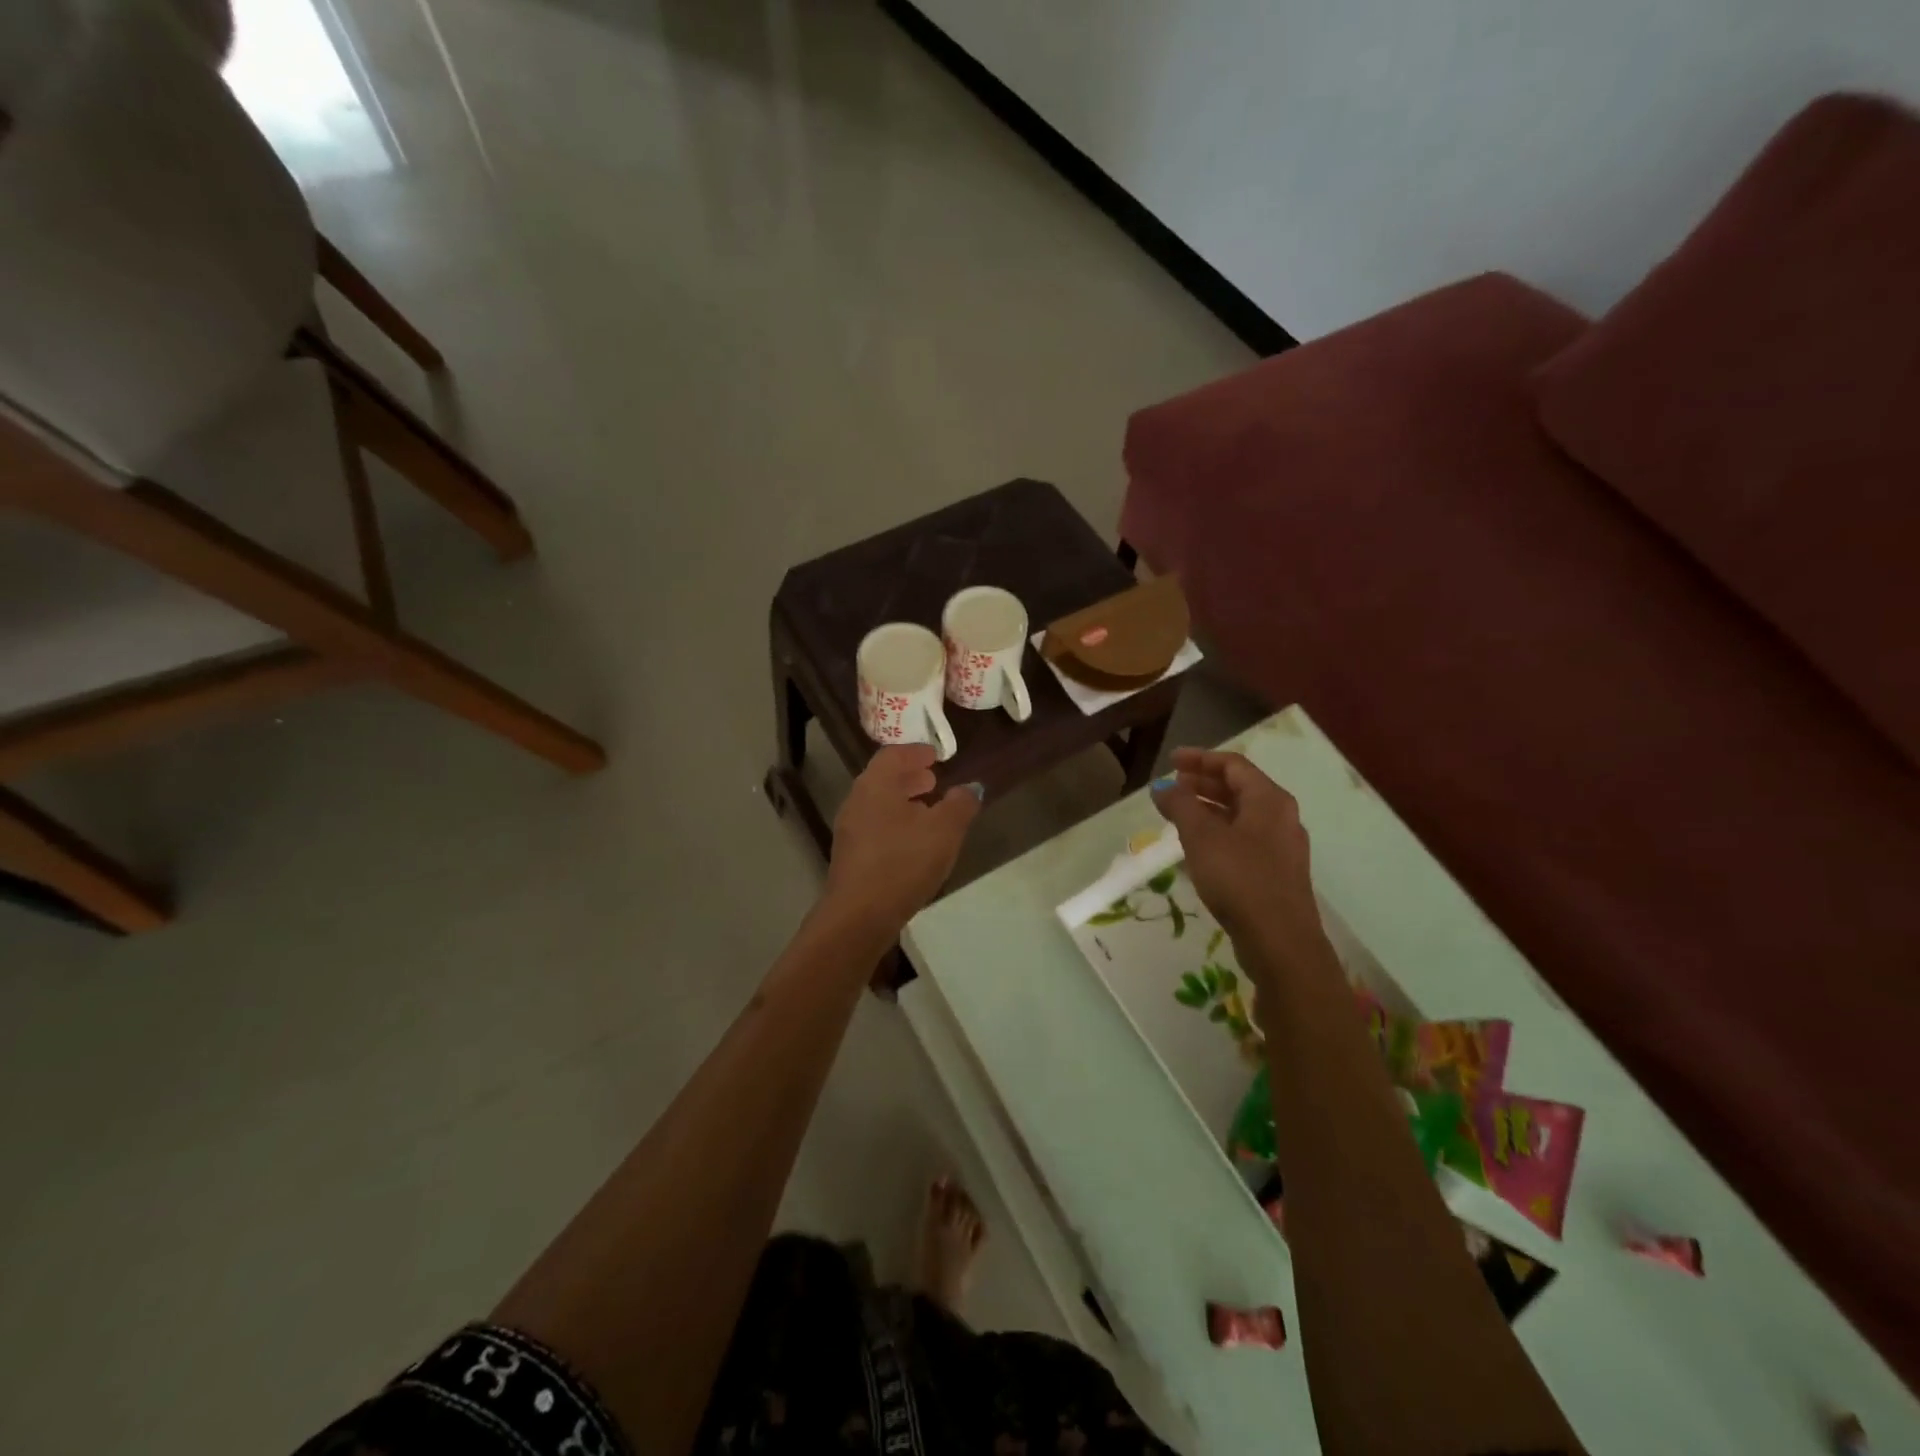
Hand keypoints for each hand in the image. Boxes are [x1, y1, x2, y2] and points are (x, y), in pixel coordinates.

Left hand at [825, 746, 981, 936]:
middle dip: (909, 777)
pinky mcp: (850, 856)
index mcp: (876, 785)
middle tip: (933, 780)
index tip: (935, 756)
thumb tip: (970, 788)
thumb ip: (960, 804)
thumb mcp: (944, 830)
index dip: (915, 752)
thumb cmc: (903, 862)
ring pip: (878, 804)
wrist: (860, 916)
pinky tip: (913, 842)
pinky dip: (895, 823)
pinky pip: (875, 827)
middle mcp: (857, 801)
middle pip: (883, 779)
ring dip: (903, 802)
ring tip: (928, 811)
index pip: (893, 755)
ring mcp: (850, 830)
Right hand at [1151, 748, 1322, 955]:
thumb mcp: (1201, 837)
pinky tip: (1199, 847)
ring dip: (1210, 809)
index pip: (1233, 765)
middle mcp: (1281, 816)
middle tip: (1173, 786)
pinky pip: (1245, 838)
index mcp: (1269, 800)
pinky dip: (1220, 832)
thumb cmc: (1239, 879)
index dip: (1200, 759)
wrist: (1280, 941)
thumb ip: (1180, 806)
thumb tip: (1162, 787)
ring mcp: (1282, 846)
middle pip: (1240, 788)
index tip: (1170, 761)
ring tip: (1179, 814)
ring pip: (1242, 815)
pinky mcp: (1277, 872)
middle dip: (1203, 783)